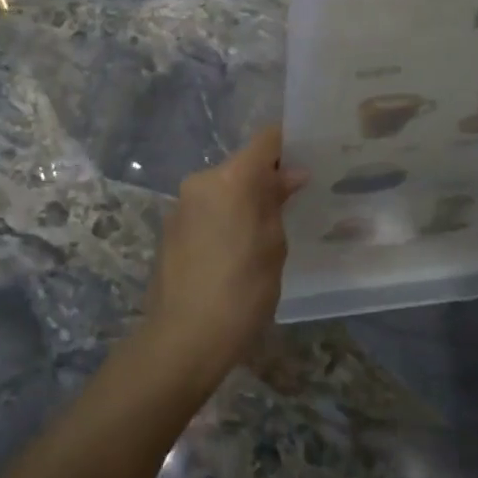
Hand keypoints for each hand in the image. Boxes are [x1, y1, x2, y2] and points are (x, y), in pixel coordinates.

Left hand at [142, 128, 308, 386]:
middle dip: (265, 179)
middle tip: (291, 206)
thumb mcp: (274, 246)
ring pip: (222, 188)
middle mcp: (201, 180)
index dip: (288, 146)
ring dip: (242, 200)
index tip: (307, 161)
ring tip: (263, 234)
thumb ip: (278, 202)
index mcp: (231, 178)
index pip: (266, 140)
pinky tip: (234, 251)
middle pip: (242, 165)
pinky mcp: (169, 227)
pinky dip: (223, 218)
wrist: (184, 337)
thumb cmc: (242, 291)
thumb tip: (290, 175)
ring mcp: (181, 204)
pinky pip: (205, 209)